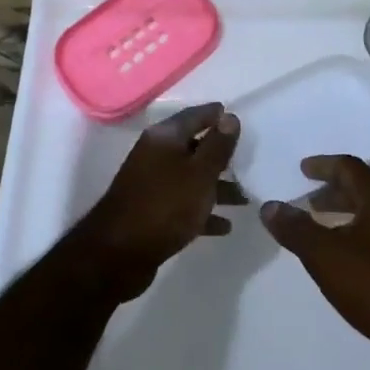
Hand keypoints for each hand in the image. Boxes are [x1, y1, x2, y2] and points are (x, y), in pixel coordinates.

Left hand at [69, 103, 241, 301]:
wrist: (119, 254)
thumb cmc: (165, 205)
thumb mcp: (200, 173)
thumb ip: (217, 146)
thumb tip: (229, 117)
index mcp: (164, 137)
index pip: (195, 115)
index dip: (217, 115)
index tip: (240, 118)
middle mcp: (155, 155)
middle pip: (193, 147)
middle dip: (221, 154)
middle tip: (249, 160)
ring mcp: (151, 184)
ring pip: (191, 178)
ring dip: (217, 186)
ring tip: (246, 199)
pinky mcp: (151, 212)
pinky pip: (183, 205)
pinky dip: (203, 212)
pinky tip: (225, 226)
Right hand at [261, 155, 369, 369]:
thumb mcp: (327, 256)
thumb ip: (296, 229)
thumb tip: (270, 206)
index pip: (349, 167)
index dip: (323, 165)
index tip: (302, 169)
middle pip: (364, 189)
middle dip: (333, 192)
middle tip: (307, 201)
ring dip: (346, 216)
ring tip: (321, 230)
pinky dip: (359, 235)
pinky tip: (346, 260)